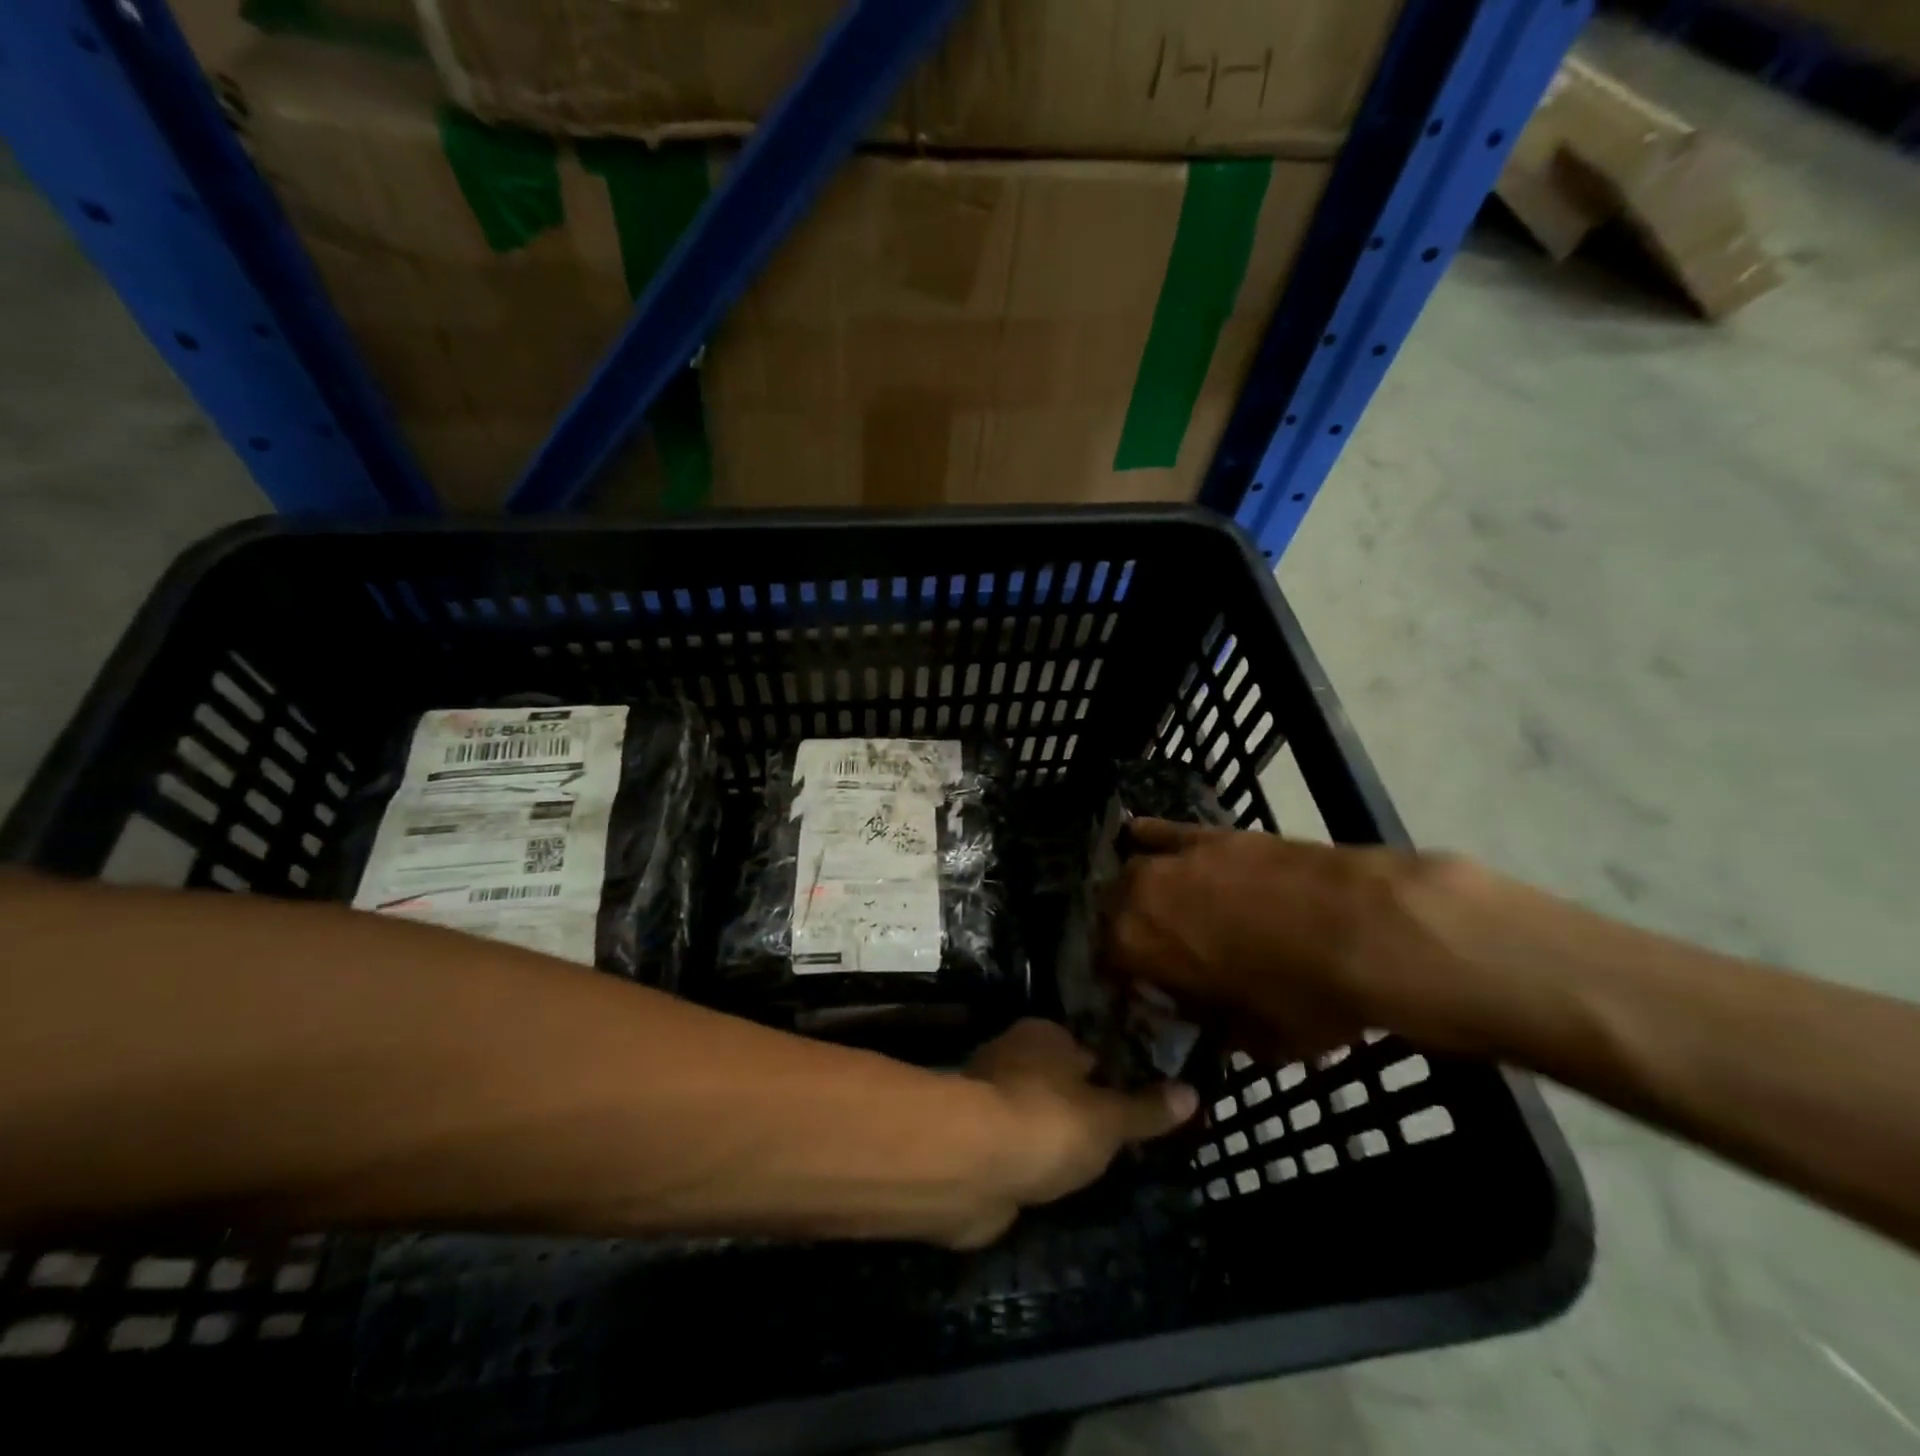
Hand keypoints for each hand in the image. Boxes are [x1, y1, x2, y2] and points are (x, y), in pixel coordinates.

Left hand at [947, 1019, 1197, 1248]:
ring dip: (1052, 1139)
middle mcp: (1012, 1057)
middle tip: (1118, 1143)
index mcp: (1044, 1035)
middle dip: (1081, 1108)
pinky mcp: (973, 1142)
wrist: (969, 1164)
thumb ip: (1147, 1109)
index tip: (1136, 1106)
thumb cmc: (1046, 1123)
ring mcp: (988, 1100)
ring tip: (1090, 1170)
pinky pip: (1014, 1149)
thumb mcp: (1109, 1120)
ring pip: (1035, 1116)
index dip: (1110, 1076)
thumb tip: (1193, 1092)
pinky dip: (1028, 1164)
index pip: (1086, 1050)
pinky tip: (1048, 1186)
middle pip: (1058, 1082)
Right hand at [1103, 820, 1483, 1059]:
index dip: (1124, 983)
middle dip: (1127, 933)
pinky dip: (1150, 837)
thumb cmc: (1306, 995)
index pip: (1107, 964)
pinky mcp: (1210, 833)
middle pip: (1113, 911)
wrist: (1366, 928)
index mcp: (1137, 947)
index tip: (1146, 996)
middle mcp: (1139, 894)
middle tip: (1157, 954)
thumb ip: (1214, 1025)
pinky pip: (1163, 831)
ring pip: (1133, 871)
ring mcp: (1175, 858)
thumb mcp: (1256, 1038)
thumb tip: (1206, 1016)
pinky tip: (1140, 837)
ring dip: (1137, 891)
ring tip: (1157, 907)